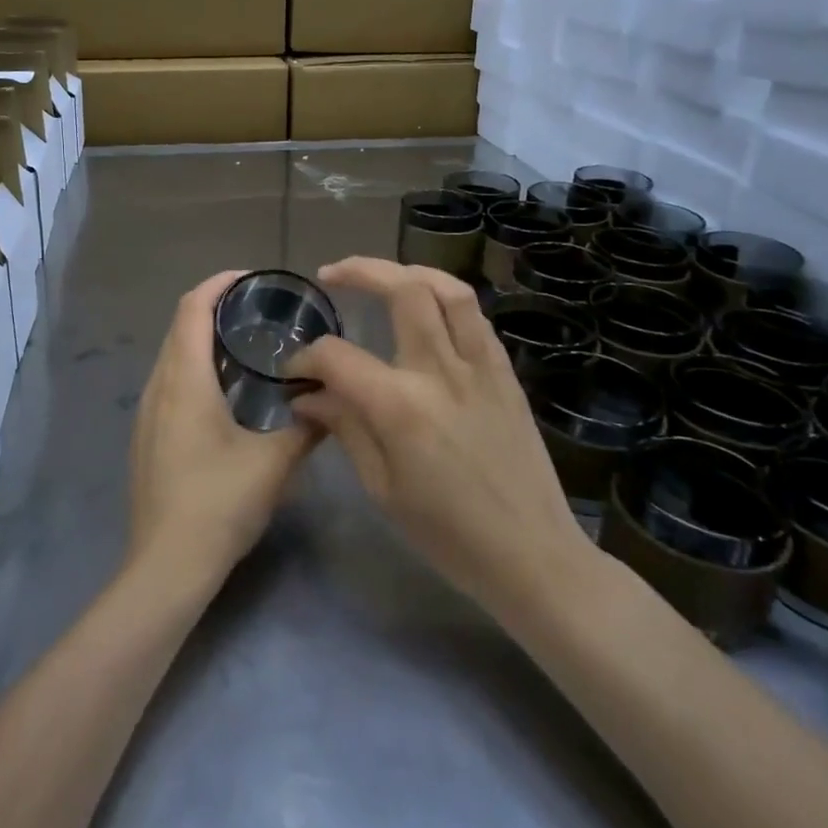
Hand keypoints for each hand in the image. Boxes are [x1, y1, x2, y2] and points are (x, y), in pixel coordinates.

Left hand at [128, 271, 321, 594]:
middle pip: (180, 327)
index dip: (218, 285)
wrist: (167, 565)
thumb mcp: (274, 463)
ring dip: (202, 340)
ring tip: (245, 346)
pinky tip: (223, 393)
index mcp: (185, 380)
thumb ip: (306, 428)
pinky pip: (168, 382)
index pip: (192, 309)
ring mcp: (147, 413)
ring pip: (172, 356)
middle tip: (257, 310)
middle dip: (213, 308)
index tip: (250, 278)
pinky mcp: (146, 437)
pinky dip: (193, 368)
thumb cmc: (219, 503)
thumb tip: (331, 403)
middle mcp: (159, 387)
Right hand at [288, 257, 595, 625]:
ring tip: (383, 275)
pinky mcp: (505, 373)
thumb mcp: (382, 488)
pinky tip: (427, 310)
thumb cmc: (448, 534)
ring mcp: (480, 367)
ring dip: (409, 271)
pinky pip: (475, 318)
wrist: (532, 556)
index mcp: (401, 407)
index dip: (306, 358)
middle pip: (402, 290)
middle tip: (331, 275)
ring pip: (449, 289)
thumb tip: (307, 394)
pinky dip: (446, 299)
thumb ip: (344, 427)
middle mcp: (441, 371)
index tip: (294, 370)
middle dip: (359, 271)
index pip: (338, 357)